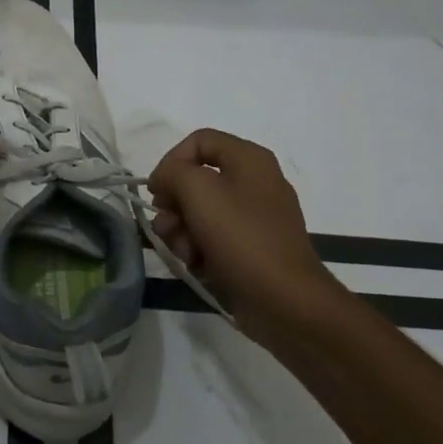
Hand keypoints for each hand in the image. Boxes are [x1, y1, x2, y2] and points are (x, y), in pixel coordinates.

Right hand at [147, 129, 338, 330]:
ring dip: (182, 231)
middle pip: (196, 179)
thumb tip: (165, 180)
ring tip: (185, 252)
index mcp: (249, 159)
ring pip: (200, 212)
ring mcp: (253, 218)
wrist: (285, 302)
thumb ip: (173, 172)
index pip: (198, 141)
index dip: (171, 161)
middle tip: (167, 225)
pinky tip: (198, 265)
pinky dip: (199, 249)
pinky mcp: (250, 248)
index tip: (157, 191)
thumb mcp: (199, 191)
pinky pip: (213, 237)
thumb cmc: (242, 238)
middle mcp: (253, 182)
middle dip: (174, 204)